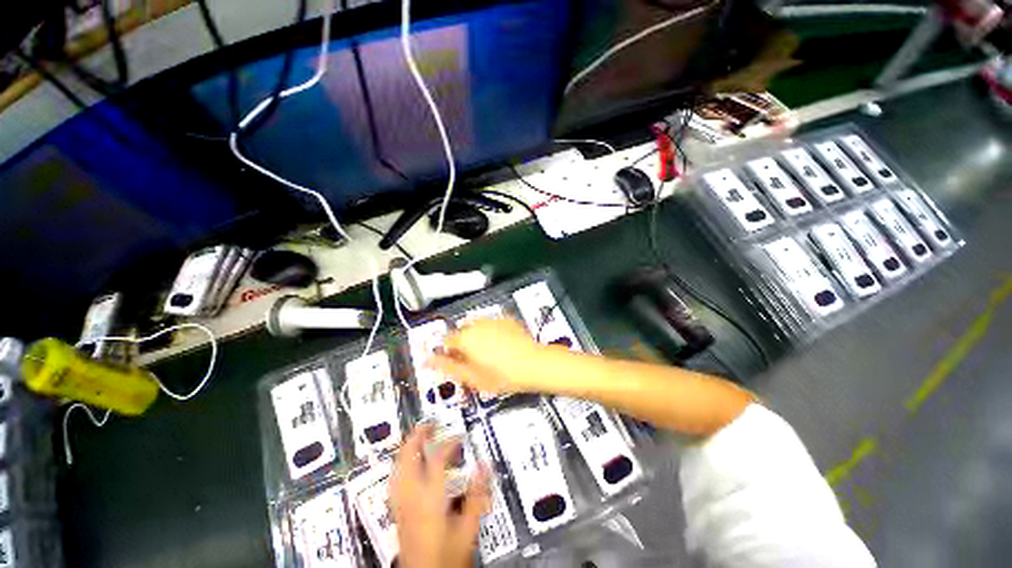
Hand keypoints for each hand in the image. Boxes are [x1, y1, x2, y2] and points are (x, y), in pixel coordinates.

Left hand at [390, 424, 490, 567]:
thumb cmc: (447, 557)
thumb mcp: (468, 528)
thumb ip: (477, 495)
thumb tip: (486, 466)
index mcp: (430, 498)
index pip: (437, 459)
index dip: (449, 443)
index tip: (460, 437)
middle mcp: (411, 497)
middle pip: (408, 457)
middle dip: (417, 437)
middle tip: (429, 423)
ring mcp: (400, 504)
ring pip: (397, 467)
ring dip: (406, 448)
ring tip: (415, 436)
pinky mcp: (396, 512)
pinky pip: (394, 480)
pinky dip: (399, 465)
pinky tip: (403, 463)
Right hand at [428, 317, 546, 394]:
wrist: (533, 364)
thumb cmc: (502, 375)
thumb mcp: (471, 377)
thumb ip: (447, 367)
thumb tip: (427, 361)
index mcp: (465, 338)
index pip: (445, 341)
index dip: (448, 352)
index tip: (454, 361)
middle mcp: (476, 324)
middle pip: (461, 332)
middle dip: (463, 344)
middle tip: (473, 360)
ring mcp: (492, 319)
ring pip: (476, 326)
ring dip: (477, 336)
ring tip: (489, 352)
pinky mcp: (506, 319)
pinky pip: (492, 324)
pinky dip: (491, 331)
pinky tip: (500, 344)